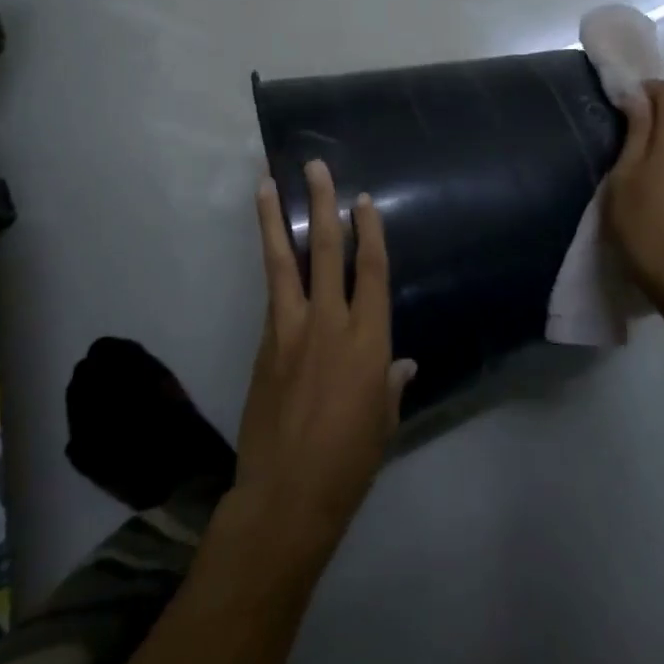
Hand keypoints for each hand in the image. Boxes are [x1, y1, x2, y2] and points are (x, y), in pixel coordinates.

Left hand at [236, 159, 415, 567]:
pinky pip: (272, 296)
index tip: (362, 200)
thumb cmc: (349, 462)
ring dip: (274, 220)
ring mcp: (290, 331)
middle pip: (325, 251)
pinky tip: (269, 251)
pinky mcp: (264, 345)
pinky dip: (270, 267)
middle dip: (322, 205)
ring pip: (282, 263)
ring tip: (266, 184)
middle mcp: (329, 324)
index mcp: (368, 341)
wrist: (286, 495)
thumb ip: (390, 383)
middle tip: (315, 167)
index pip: (371, 271)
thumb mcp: (383, 422)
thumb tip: (399, 364)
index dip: (369, 231)